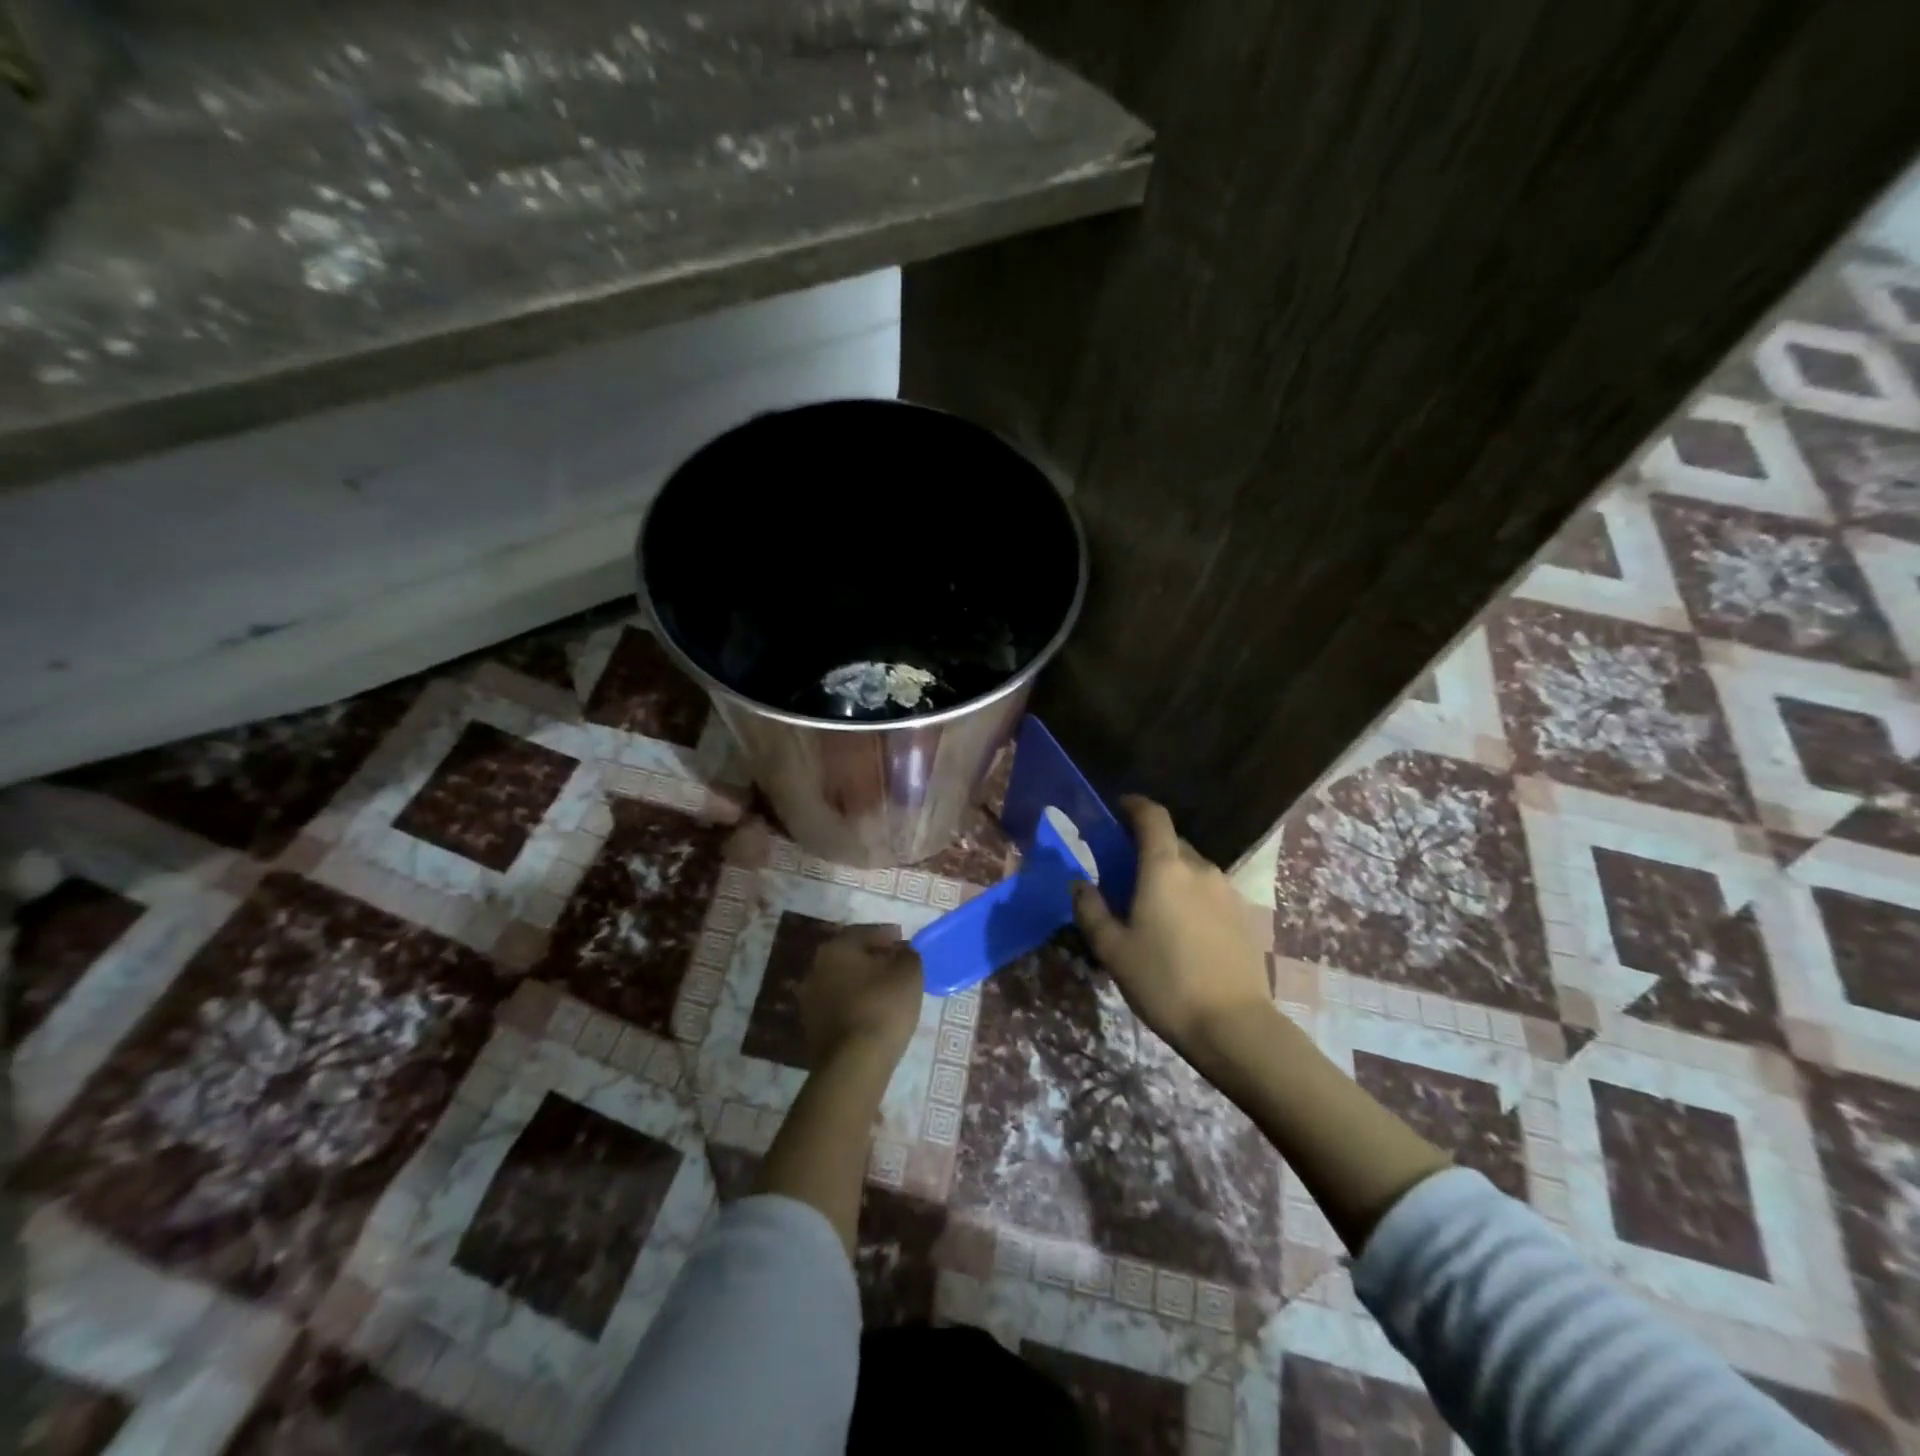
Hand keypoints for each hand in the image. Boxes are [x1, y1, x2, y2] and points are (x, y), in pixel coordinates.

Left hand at [799, 924, 925, 1066]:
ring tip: (887, 991)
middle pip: (850, 956)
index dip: (888, 935)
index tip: (904, 942)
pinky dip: (854, 1004)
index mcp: (836, 947)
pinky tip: (872, 1012)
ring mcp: (810, 999)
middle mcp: (816, 967)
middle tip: (896, 965)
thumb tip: (902, 950)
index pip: (865, 932)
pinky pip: (838, 1005)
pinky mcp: (811, 1027)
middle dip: (873, 958)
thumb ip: (908, 954)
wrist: (854, 1063)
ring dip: (862, 982)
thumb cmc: (883, 1006)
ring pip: (842, 981)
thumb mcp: (909, 972)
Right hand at [1071, 797, 1272, 1059]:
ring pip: (1192, 868)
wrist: (1233, 1025)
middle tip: (1126, 873)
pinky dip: (1191, 896)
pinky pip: (1210, 891)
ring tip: (1154, 907)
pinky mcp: (1243, 915)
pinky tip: (1182, 929)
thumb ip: (1091, 911)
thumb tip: (1079, 884)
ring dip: (1171, 874)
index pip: (1153, 817)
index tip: (1119, 808)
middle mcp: (1199, 868)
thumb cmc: (1164, 983)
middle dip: (1148, 847)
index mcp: (1165, 869)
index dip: (1135, 805)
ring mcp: (1227, 891)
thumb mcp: (1113, 950)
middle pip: (1172, 842)